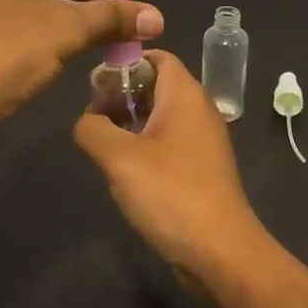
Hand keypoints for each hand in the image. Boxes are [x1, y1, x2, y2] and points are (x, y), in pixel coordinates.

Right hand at [73, 50, 265, 279]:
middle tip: (92, 116)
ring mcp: (202, 142)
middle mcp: (198, 111)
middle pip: (156, 85)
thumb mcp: (119, 158)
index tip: (95, 84)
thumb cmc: (171, 193)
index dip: (125, 62)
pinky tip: (123, 170)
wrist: (219, 251)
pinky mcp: (200, 169)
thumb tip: (87, 121)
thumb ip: (93, 129)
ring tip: (101, 144)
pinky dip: (144, 147)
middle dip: (122, 95)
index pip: (156, 56)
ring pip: (160, 116)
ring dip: (130, 124)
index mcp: (185, 95)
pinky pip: (168, 143)